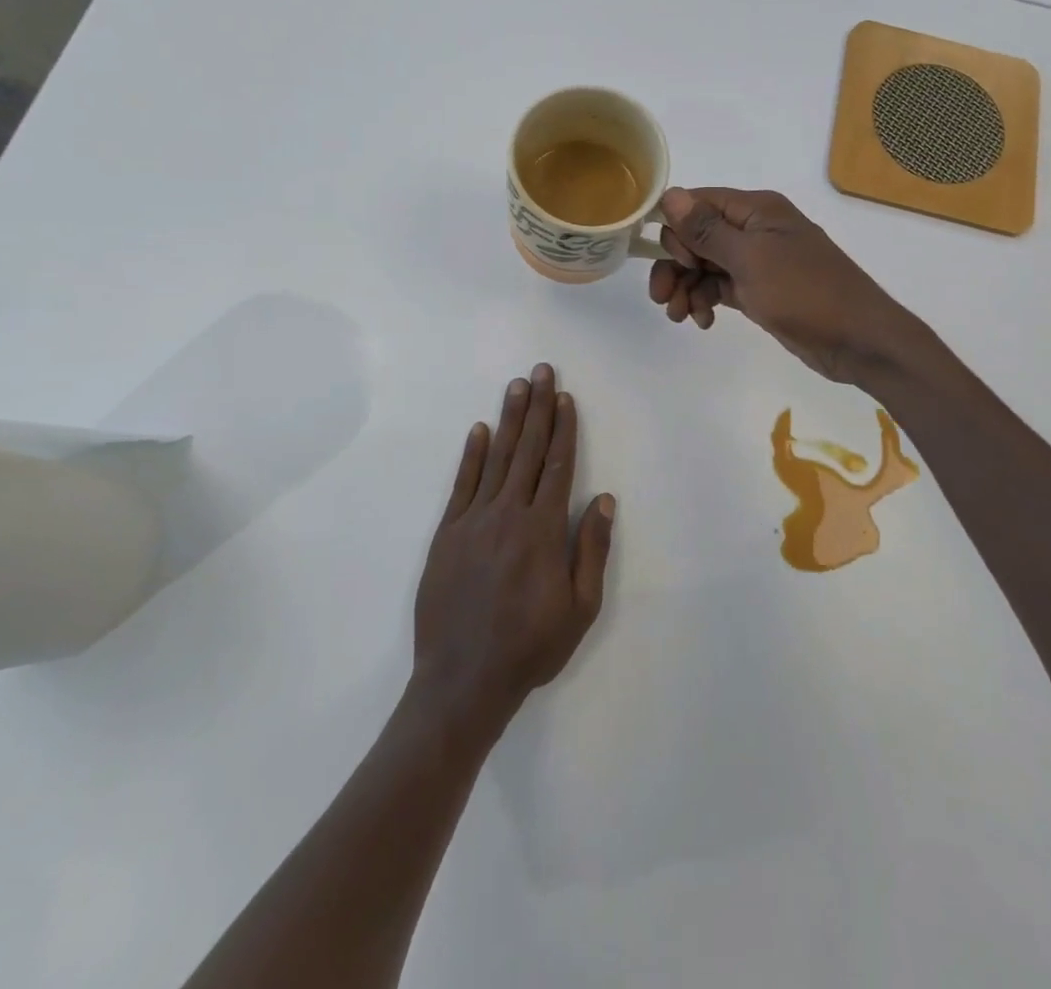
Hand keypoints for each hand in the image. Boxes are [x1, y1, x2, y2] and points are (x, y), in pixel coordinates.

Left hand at [411, 364, 615, 740]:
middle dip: (537, 408)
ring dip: (509, 420)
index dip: (564, 428)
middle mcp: (508, 514)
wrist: (462, 680)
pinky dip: (472, 455)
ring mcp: (473, 521)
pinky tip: (480, 430)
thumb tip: (602, 499)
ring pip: (496, 458)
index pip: (558, 465)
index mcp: (542, 530)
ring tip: (517, 387)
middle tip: (541, 371)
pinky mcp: (447, 534)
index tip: (566, 397)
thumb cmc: (530, 647)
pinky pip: (462, 484)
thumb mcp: (579, 608)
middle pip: (528, 451)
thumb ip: (590, 549)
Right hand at [648, 188, 921, 384]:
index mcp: (756, 210)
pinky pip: (719, 287)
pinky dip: (705, 301)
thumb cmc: (805, 292)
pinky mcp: (759, 290)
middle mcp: (754, 229)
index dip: (675, 229)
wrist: (858, 340)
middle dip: (674, 265)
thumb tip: (669, 194)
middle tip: (662, 298)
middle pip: (695, 237)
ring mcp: (757, 261)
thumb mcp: (750, 259)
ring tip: (680, 316)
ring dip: (685, 287)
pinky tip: (702, 321)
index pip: (697, 203)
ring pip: (704, 265)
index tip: (671, 260)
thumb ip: (707, 229)